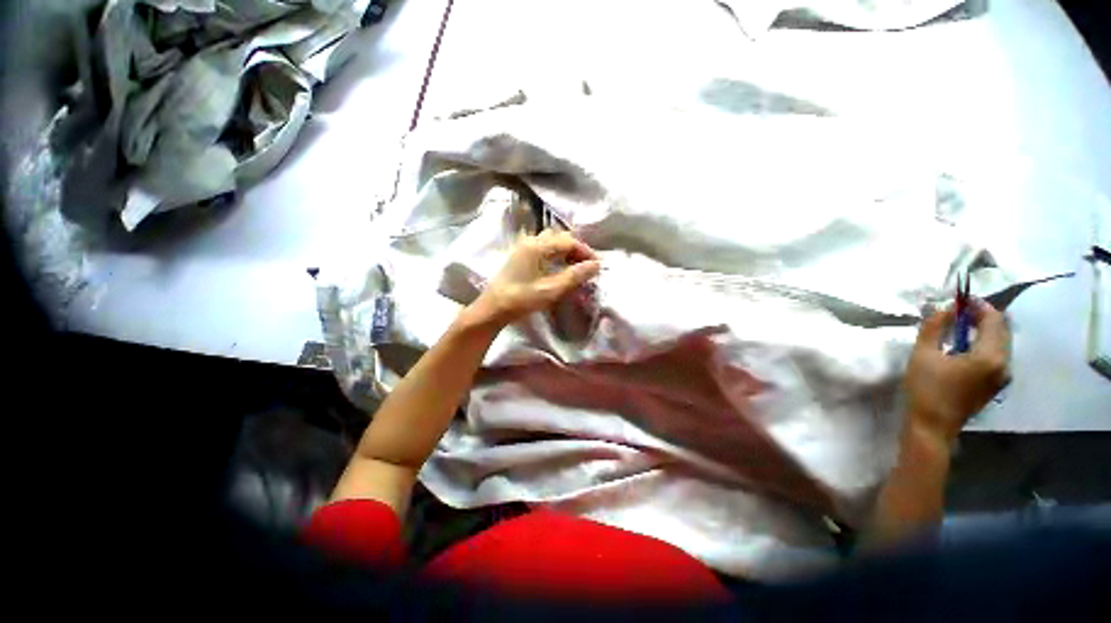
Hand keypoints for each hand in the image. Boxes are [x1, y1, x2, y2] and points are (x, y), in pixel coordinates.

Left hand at [468, 230, 600, 326]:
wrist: (492, 309)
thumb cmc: (521, 299)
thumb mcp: (551, 290)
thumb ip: (575, 276)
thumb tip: (596, 265)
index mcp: (538, 246)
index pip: (569, 241)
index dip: (585, 252)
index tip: (597, 266)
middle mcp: (530, 241)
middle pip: (560, 238)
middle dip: (576, 250)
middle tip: (586, 266)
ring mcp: (523, 248)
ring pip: (551, 242)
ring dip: (565, 251)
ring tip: (574, 267)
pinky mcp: (520, 257)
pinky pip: (543, 248)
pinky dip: (555, 254)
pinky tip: (558, 268)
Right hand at [904, 299, 1010, 442]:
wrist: (932, 426)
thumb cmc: (926, 389)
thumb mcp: (923, 355)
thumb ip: (934, 328)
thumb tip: (945, 308)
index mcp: (989, 356)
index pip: (993, 319)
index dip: (978, 306)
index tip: (959, 300)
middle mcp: (1003, 364)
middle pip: (1000, 330)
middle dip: (981, 317)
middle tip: (957, 311)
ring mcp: (1002, 376)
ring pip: (999, 342)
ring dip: (982, 330)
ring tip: (957, 327)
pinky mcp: (995, 384)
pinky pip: (995, 355)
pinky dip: (983, 344)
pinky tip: (963, 346)